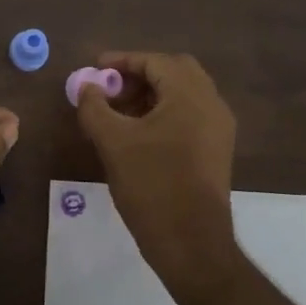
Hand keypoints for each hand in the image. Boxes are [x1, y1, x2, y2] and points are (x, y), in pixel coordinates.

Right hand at [75, 51, 239, 295]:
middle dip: (140, 74)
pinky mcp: (217, 150)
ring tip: (118, 113)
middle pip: (174, 71)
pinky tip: (139, 134)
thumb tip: (87, 87)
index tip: (94, 69)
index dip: (122, 61)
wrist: (192, 243)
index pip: (155, 61)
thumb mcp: (113, 142)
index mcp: (190, 94)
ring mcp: (218, 128)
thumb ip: (95, 107)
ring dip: (151, 94)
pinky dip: (165, 113)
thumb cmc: (151, 185)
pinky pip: (190, 115)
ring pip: (183, 94)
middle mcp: (211, 103)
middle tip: (111, 89)